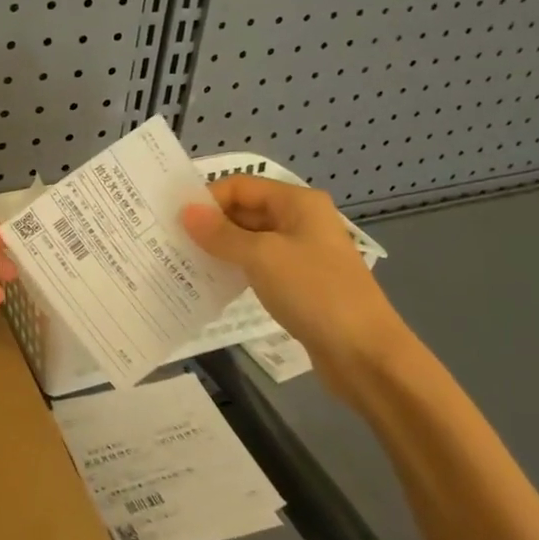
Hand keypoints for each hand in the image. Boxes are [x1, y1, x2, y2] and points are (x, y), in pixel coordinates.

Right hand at [182, 176, 414, 404]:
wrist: (366, 354)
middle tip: (172, 241)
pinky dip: (236, 269)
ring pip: (251, 239)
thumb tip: (186, 212)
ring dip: (221, 248)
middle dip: (211, 223)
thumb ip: (221, 234)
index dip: (208, 198)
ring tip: (185, 261)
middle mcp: (300, 220)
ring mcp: (302, 252)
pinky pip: (260, 265)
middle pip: (245, 209)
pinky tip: (213, 282)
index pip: (241, 185)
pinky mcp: (300, 282)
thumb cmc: (315, 292)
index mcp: (297, 202)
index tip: (175, 220)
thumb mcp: (262, 257)